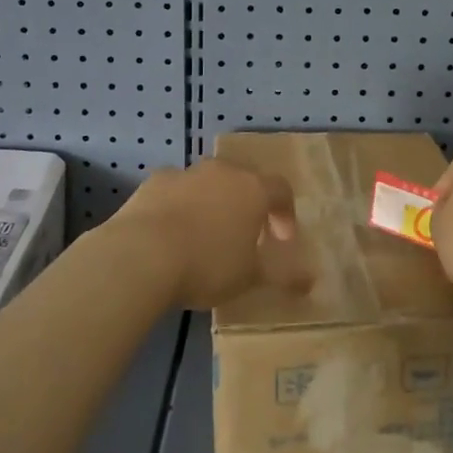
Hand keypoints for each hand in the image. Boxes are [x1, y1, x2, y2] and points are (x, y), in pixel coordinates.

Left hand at [110, 159, 306, 308]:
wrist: (142, 253)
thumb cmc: (207, 264)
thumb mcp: (250, 277)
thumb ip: (283, 276)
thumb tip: (310, 281)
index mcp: (253, 189)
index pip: (281, 189)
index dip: (285, 213)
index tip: (281, 240)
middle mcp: (223, 171)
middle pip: (244, 180)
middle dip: (248, 204)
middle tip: (245, 235)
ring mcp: (187, 172)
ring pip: (209, 182)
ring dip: (213, 202)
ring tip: (205, 234)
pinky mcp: (156, 180)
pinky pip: (177, 190)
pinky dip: (181, 204)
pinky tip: (171, 232)